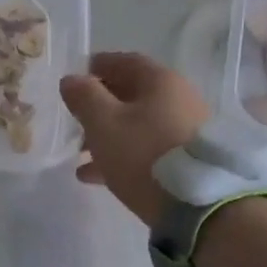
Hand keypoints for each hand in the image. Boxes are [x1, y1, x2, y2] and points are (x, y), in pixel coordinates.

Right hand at [59, 52, 208, 228]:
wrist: (196, 203)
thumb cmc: (144, 154)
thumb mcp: (104, 124)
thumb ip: (84, 98)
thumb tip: (71, 79)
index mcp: (160, 81)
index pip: (125, 62)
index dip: (97, 67)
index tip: (75, 79)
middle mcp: (178, 99)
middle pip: (132, 95)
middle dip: (100, 107)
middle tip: (74, 120)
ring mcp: (185, 130)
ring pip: (138, 125)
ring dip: (107, 135)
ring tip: (80, 154)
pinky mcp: (186, 160)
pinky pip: (147, 149)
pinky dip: (122, 156)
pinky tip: (94, 176)